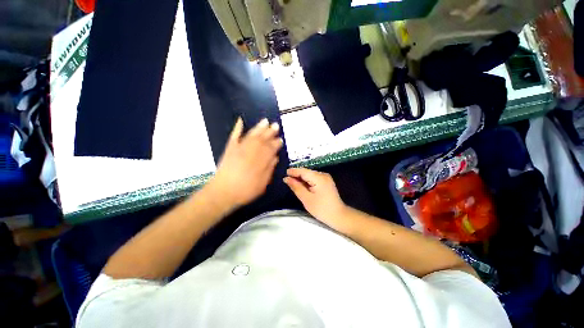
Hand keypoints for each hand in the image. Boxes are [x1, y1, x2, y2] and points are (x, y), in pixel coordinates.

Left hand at [207, 117, 282, 209]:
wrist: (223, 192)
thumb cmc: (245, 190)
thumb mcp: (262, 184)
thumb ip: (269, 169)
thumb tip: (275, 157)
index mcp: (260, 161)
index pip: (271, 149)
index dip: (276, 143)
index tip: (280, 139)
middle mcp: (251, 151)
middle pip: (262, 139)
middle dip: (270, 132)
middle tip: (275, 125)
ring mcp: (240, 148)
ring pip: (252, 135)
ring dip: (259, 127)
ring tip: (265, 121)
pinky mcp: (230, 149)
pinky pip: (234, 136)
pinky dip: (237, 128)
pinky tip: (240, 120)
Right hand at [284, 168, 348, 230]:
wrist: (338, 216)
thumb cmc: (321, 209)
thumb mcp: (306, 199)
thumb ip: (296, 187)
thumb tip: (286, 178)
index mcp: (319, 178)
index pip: (303, 171)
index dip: (293, 171)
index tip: (284, 173)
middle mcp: (323, 174)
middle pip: (307, 172)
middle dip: (297, 175)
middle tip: (286, 180)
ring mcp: (326, 178)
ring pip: (310, 175)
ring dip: (301, 178)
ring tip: (292, 182)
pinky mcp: (326, 181)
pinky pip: (314, 178)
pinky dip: (307, 181)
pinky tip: (302, 185)